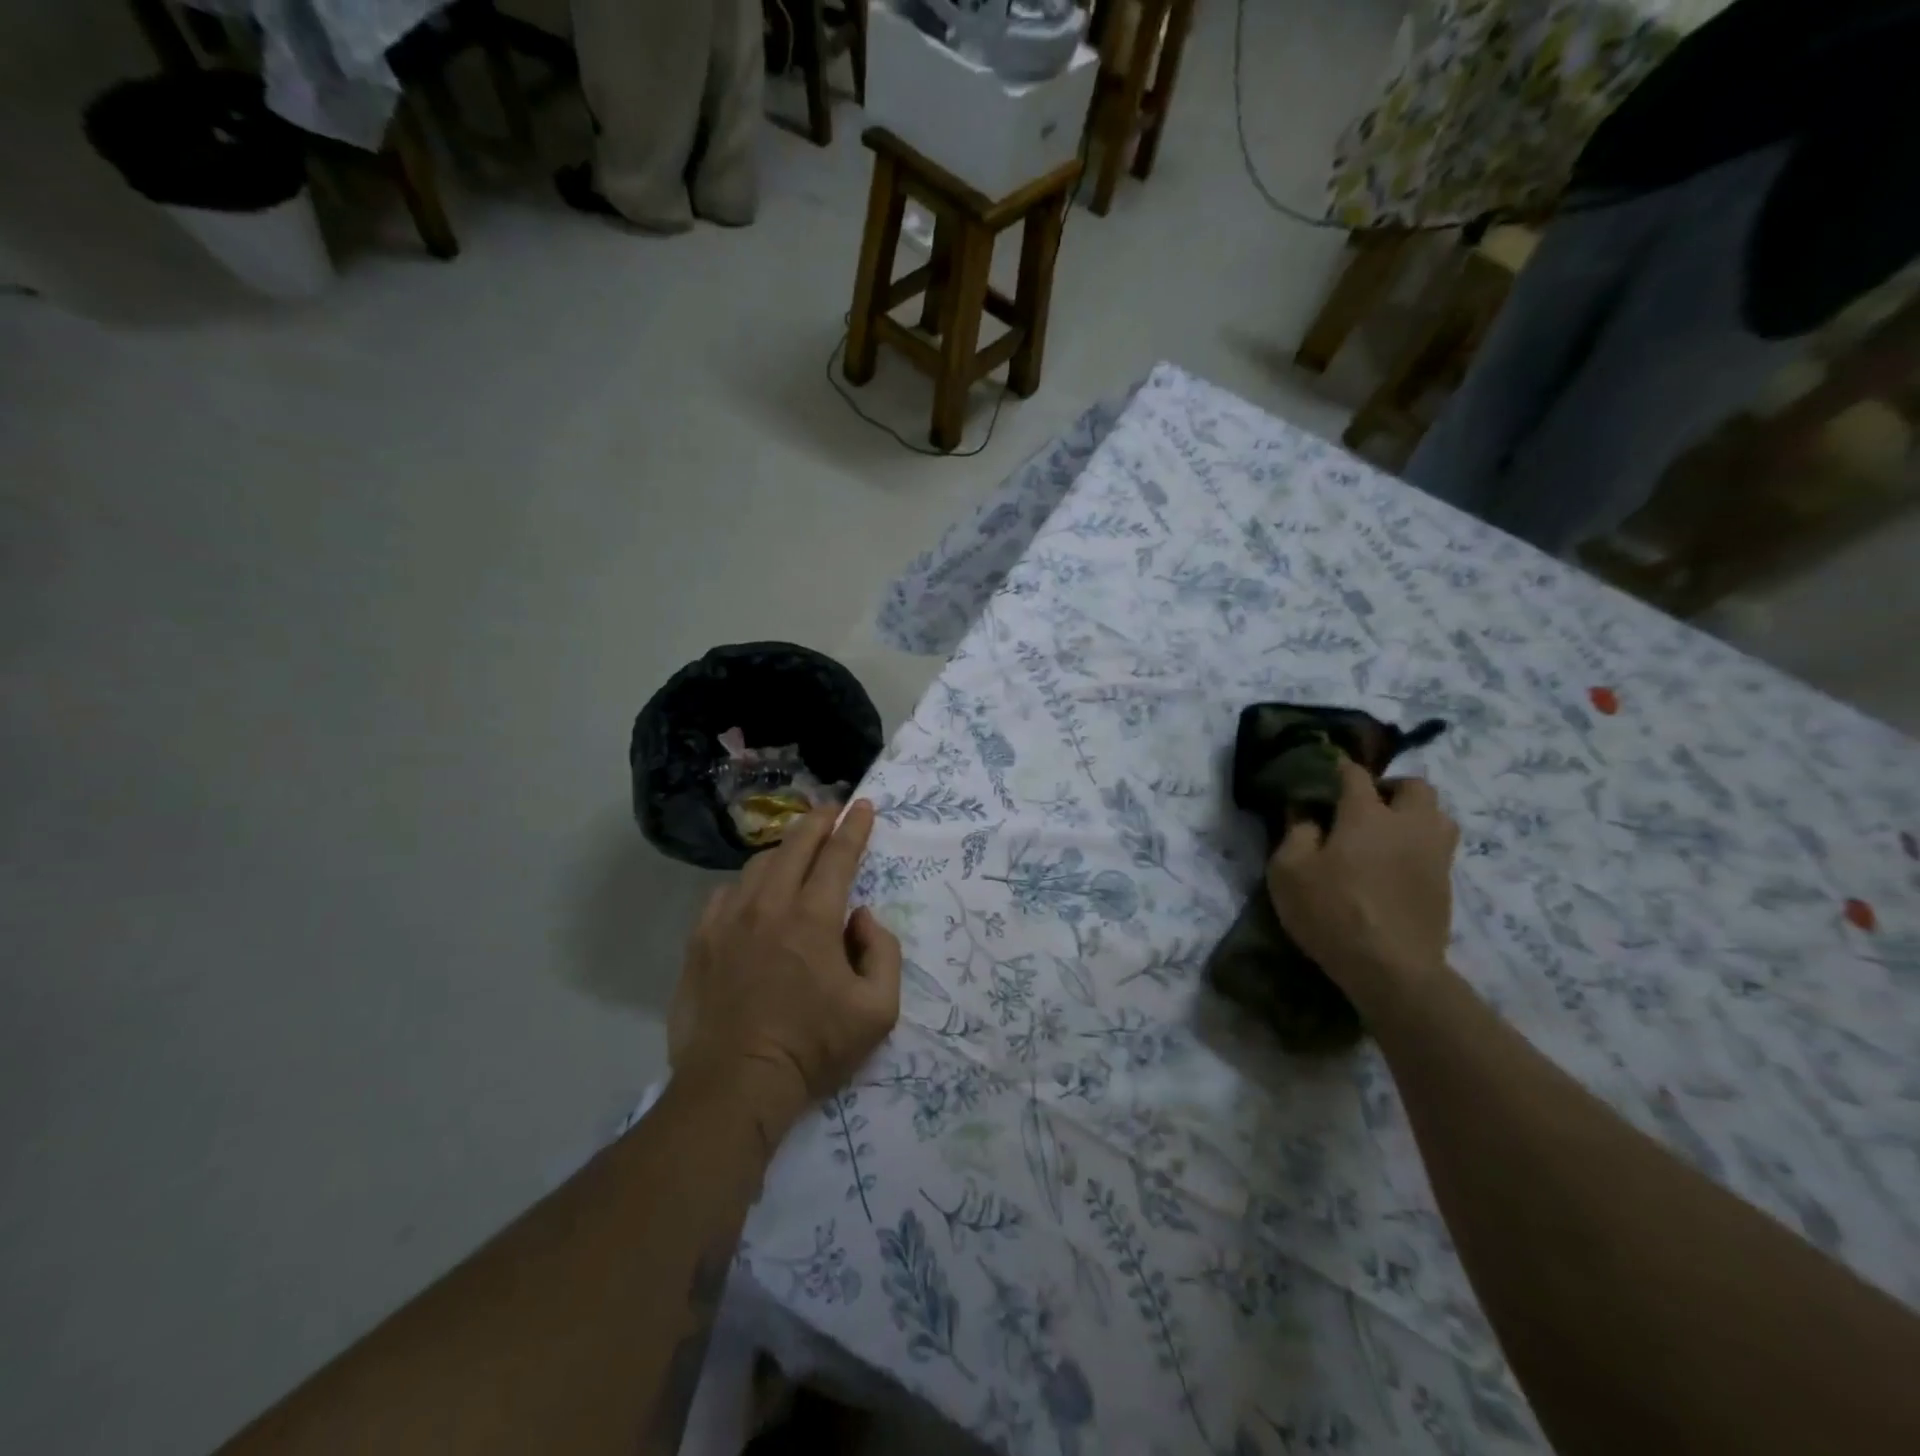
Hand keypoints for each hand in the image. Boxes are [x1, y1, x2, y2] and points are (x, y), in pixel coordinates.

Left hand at [670, 800, 901, 1151]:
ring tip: (796, 853)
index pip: (838, 855)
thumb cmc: (813, 1048)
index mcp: (814, 917)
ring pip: (758, 865)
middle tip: (832, 810)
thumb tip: (861, 916)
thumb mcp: (878, 1010)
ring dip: (783, 851)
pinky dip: (746, 885)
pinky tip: (753, 896)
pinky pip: (725, 894)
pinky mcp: (700, 940)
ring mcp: (727, 920)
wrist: (735, 1084)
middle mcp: (769, 905)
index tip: (864, 806)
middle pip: (795, 844)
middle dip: (818, 820)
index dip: (854, 826)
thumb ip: (883, 952)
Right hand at [1266, 757, 1458, 1019]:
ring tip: (1388, 831)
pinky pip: (1438, 846)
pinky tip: (1396, 863)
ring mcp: (1434, 854)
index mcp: (1367, 814)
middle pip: (1415, 786)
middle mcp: (1408, 824)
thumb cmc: (1332, 911)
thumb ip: (1295, 833)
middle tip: (1365, 804)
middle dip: (1391, 786)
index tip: (1326, 769)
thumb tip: (1304, 811)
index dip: (1340, 767)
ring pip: (1438, 814)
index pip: (1356, 774)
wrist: (1391, 968)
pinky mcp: (1445, 883)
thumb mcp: (1289, 871)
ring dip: (1415, 813)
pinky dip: (1420, 843)